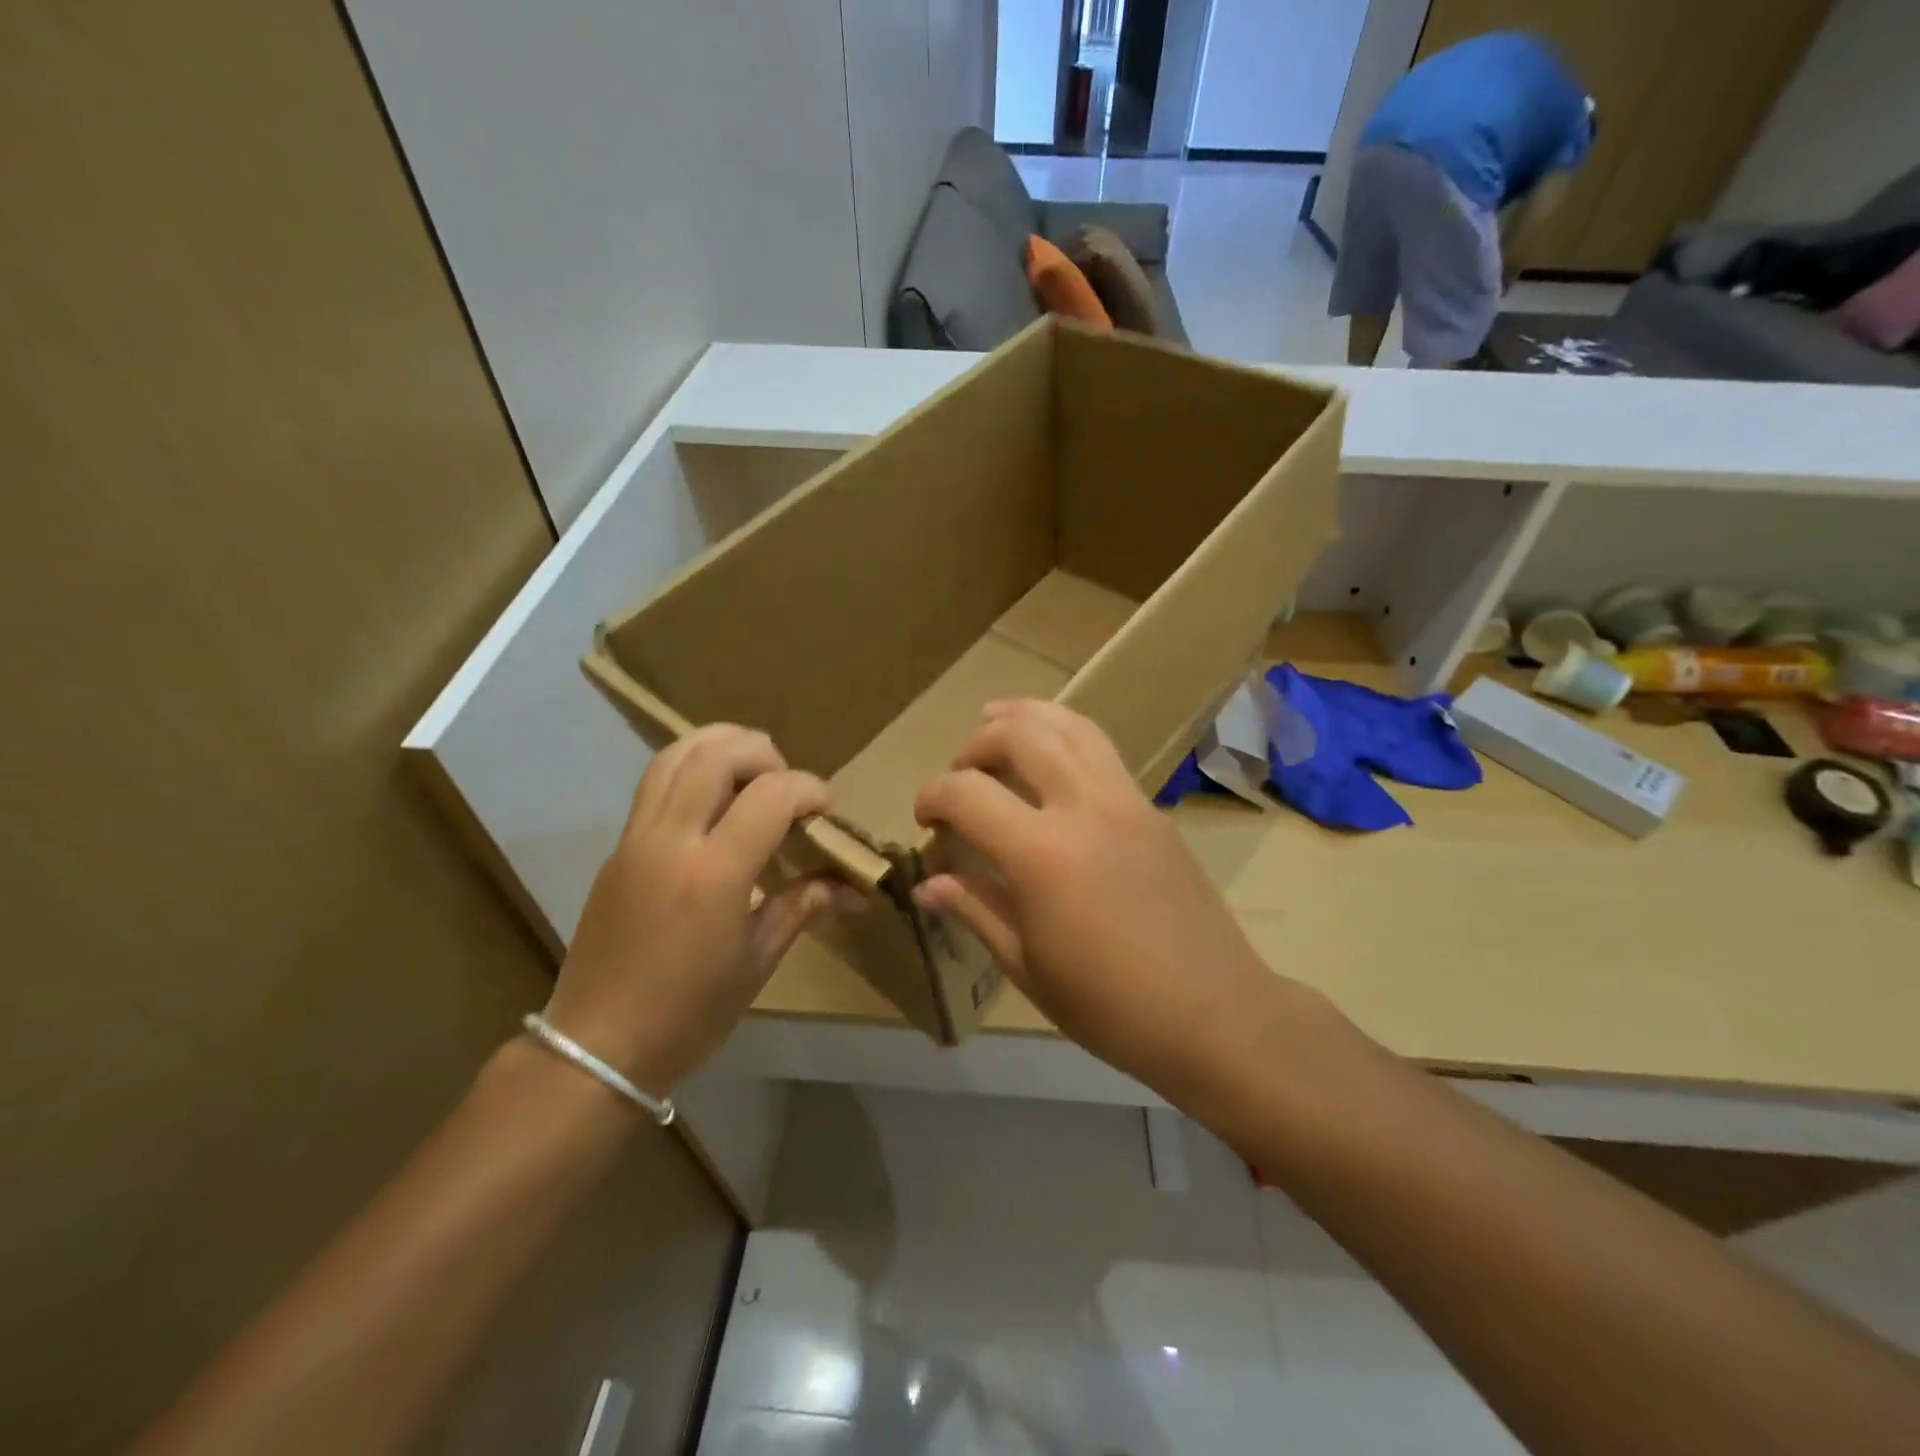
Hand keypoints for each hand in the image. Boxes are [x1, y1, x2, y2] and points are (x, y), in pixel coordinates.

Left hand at [544, 725, 858, 1096]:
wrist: (597, 1046)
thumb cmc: (689, 1013)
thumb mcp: (758, 959)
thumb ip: (804, 905)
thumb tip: (854, 889)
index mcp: (714, 873)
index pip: (772, 794)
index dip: (810, 789)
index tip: (826, 812)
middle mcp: (671, 840)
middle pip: (719, 754)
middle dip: (766, 754)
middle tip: (787, 787)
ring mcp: (636, 838)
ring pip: (676, 754)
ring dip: (722, 746)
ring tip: (751, 773)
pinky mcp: (618, 847)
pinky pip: (655, 781)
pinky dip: (692, 767)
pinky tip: (714, 800)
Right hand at [912, 700, 1275, 1087]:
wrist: (1214, 1014)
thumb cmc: (1110, 1006)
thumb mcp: (1028, 966)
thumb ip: (975, 910)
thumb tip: (927, 884)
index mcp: (1042, 853)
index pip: (968, 793)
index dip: (933, 796)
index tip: (925, 819)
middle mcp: (1084, 808)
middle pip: (1021, 736)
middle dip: (977, 744)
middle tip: (960, 773)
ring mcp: (1126, 801)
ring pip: (1071, 726)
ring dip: (1026, 716)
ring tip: (997, 719)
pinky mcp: (1152, 809)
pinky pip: (1102, 750)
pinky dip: (1065, 734)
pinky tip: (1052, 758)